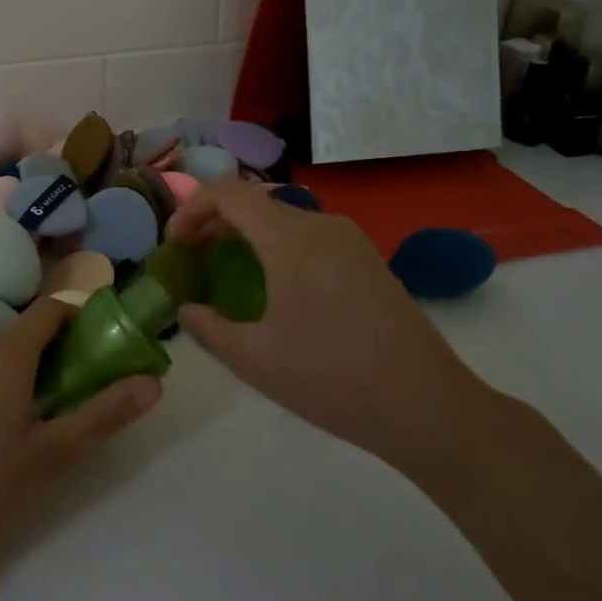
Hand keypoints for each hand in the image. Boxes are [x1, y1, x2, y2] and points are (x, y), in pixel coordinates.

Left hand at [0, 299, 160, 594]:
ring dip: (44, 369)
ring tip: (71, 410)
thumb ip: (104, 414)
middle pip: (32, 331)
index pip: (52, 310)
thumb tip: (154, 382)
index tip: (117, 342)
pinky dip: (17, 384)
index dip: (86, 317)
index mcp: (5, 352)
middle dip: (71, 349)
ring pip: (10, 354)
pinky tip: (27, 428)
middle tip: (103, 385)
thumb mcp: (54, 454)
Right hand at [169, 180, 481, 475]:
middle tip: (191, 258)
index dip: (192, 209)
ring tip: (226, 270)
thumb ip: (208, 327)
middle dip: (215, 222)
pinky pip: (309, 236)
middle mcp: (321, 225)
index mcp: (291, 239)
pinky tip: (273, 286)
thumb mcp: (254, 359)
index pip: (228, 193)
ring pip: (283, 218)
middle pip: (255, 203)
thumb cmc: (331, 379)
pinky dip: (277, 246)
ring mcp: (350, 240)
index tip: (175, 244)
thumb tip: (186, 310)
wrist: (426, 407)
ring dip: (247, 234)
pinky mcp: (368, 260)